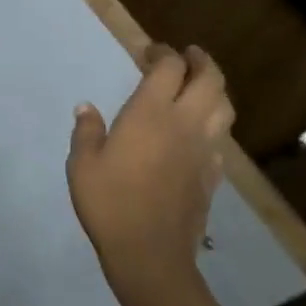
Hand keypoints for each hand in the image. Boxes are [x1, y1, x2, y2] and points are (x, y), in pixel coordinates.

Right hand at [67, 44, 233, 305]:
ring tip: (200, 87)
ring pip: (224, 107)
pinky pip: (221, 139)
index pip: (169, 68)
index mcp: (150, 113)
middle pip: (209, 80)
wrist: (149, 253)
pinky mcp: (212, 175)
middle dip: (200, 61)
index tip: (150, 51)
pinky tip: (198, 133)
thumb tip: (86, 108)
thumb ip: (86, 131)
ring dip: (215, 89)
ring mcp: (204, 150)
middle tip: (188, 55)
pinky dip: (214, 124)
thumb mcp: (82, 164)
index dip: (163, 53)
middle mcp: (184, 124)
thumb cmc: (109, 203)